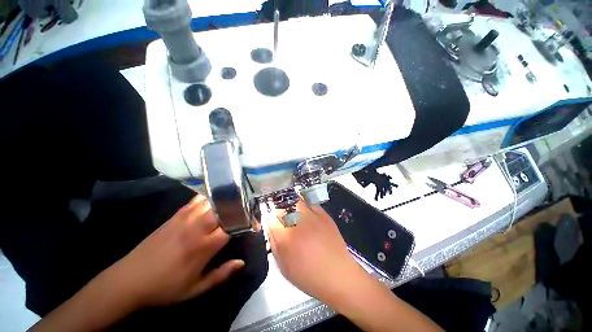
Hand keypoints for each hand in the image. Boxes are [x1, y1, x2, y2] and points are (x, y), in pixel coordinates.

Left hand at [108, 194, 244, 307]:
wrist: (129, 280)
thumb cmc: (165, 287)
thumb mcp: (195, 289)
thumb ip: (221, 275)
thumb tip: (241, 263)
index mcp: (203, 247)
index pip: (232, 226)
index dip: (244, 223)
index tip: (251, 222)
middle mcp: (197, 228)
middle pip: (224, 209)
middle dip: (237, 208)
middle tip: (245, 209)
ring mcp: (185, 219)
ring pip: (211, 201)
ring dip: (225, 200)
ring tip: (234, 201)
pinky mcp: (176, 215)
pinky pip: (196, 200)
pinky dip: (208, 197)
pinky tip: (214, 198)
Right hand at [266, 201, 366, 304]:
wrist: (338, 275)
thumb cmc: (308, 276)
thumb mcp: (284, 267)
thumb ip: (274, 245)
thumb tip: (270, 229)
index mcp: (286, 238)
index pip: (271, 219)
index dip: (268, 219)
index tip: (270, 221)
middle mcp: (298, 223)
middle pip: (282, 208)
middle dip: (278, 212)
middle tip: (280, 218)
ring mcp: (312, 217)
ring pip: (296, 202)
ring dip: (291, 206)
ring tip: (292, 213)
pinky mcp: (324, 215)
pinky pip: (311, 204)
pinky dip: (306, 206)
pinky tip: (306, 213)